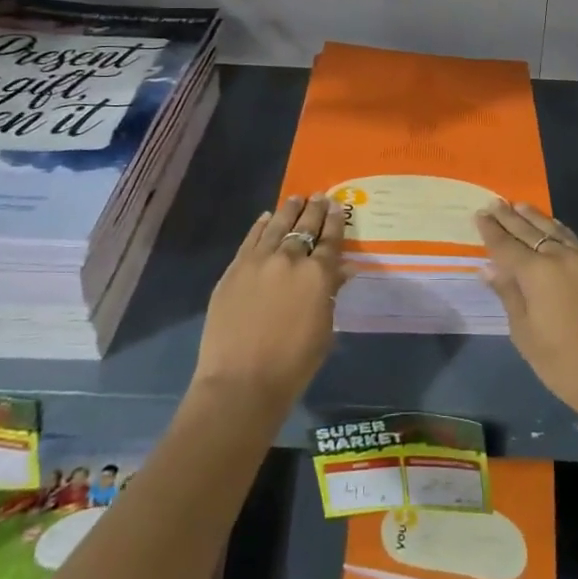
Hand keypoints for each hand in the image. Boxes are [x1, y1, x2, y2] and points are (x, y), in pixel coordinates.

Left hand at [193, 193, 346, 415]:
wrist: (241, 381)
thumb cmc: (293, 365)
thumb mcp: (324, 330)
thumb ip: (331, 294)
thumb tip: (341, 270)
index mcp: (318, 275)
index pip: (331, 240)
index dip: (336, 222)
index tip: (338, 207)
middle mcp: (291, 259)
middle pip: (305, 226)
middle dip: (315, 210)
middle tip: (320, 197)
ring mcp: (259, 261)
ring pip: (278, 226)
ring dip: (289, 210)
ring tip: (296, 198)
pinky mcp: (235, 268)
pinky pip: (251, 239)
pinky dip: (261, 225)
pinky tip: (267, 217)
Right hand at [474, 200, 577, 427]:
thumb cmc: (562, 364)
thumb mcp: (525, 333)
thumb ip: (508, 294)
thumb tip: (489, 268)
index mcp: (536, 272)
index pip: (506, 245)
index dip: (491, 230)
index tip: (480, 214)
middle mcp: (561, 258)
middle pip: (530, 231)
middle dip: (510, 217)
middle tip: (495, 203)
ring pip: (557, 231)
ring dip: (536, 218)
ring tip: (521, 206)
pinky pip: (576, 244)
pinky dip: (560, 233)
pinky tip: (556, 230)